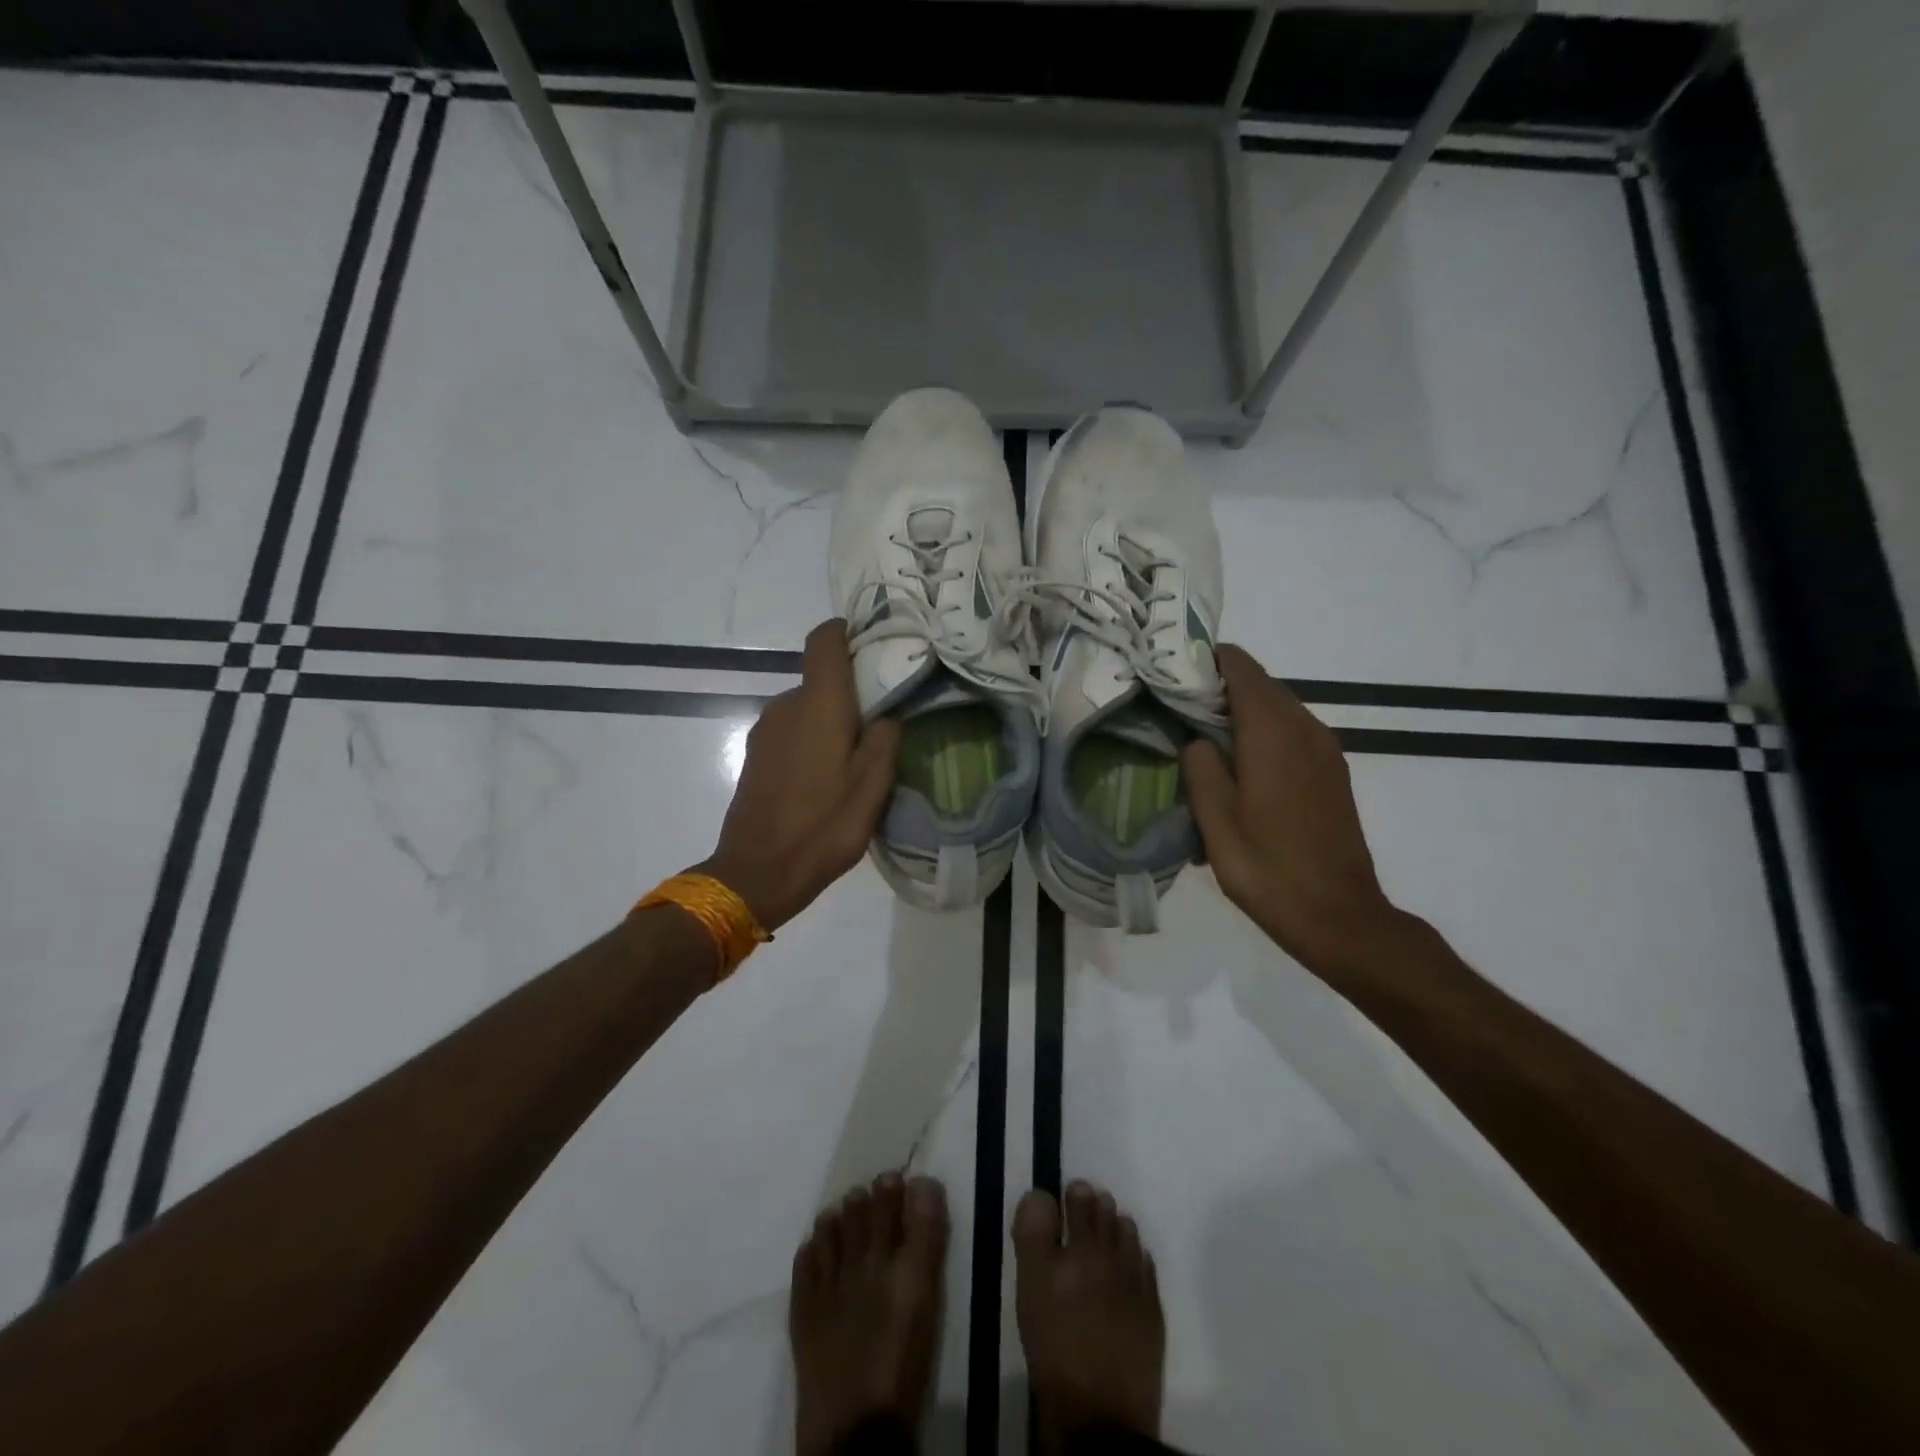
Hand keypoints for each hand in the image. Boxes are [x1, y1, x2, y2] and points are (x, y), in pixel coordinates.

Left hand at [696, 619, 901, 931]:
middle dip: (852, 692)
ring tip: (858, 758)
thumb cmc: (822, 826)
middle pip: (821, 678)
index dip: (848, 633)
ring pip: (807, 708)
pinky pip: (792, 731)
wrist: (757, 873)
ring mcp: (765, 731)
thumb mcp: (872, 786)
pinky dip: (813, 740)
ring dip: (832, 721)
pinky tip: (828, 778)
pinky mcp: (756, 756)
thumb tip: (886, 714)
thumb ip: (885, 739)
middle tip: (884, 722)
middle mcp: (786, 706)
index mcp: (817, 704)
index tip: (875, 647)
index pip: (825, 640)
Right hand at [1182, 645, 1400, 971]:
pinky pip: (1291, 733)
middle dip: (1217, 688)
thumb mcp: (1215, 818)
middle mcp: (1305, 727)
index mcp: (1272, 730)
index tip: (1171, 676)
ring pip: (1277, 708)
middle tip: (1175, 709)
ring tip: (1201, 739)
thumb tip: (1198, 740)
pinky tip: (1238, 768)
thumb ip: (1200, 765)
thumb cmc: (1266, 866)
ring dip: (1239, 713)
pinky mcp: (1333, 771)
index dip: (1204, 662)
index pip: (1239, 666)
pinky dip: (1262, 733)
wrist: (1338, 914)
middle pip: (1259, 683)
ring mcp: (1325, 749)